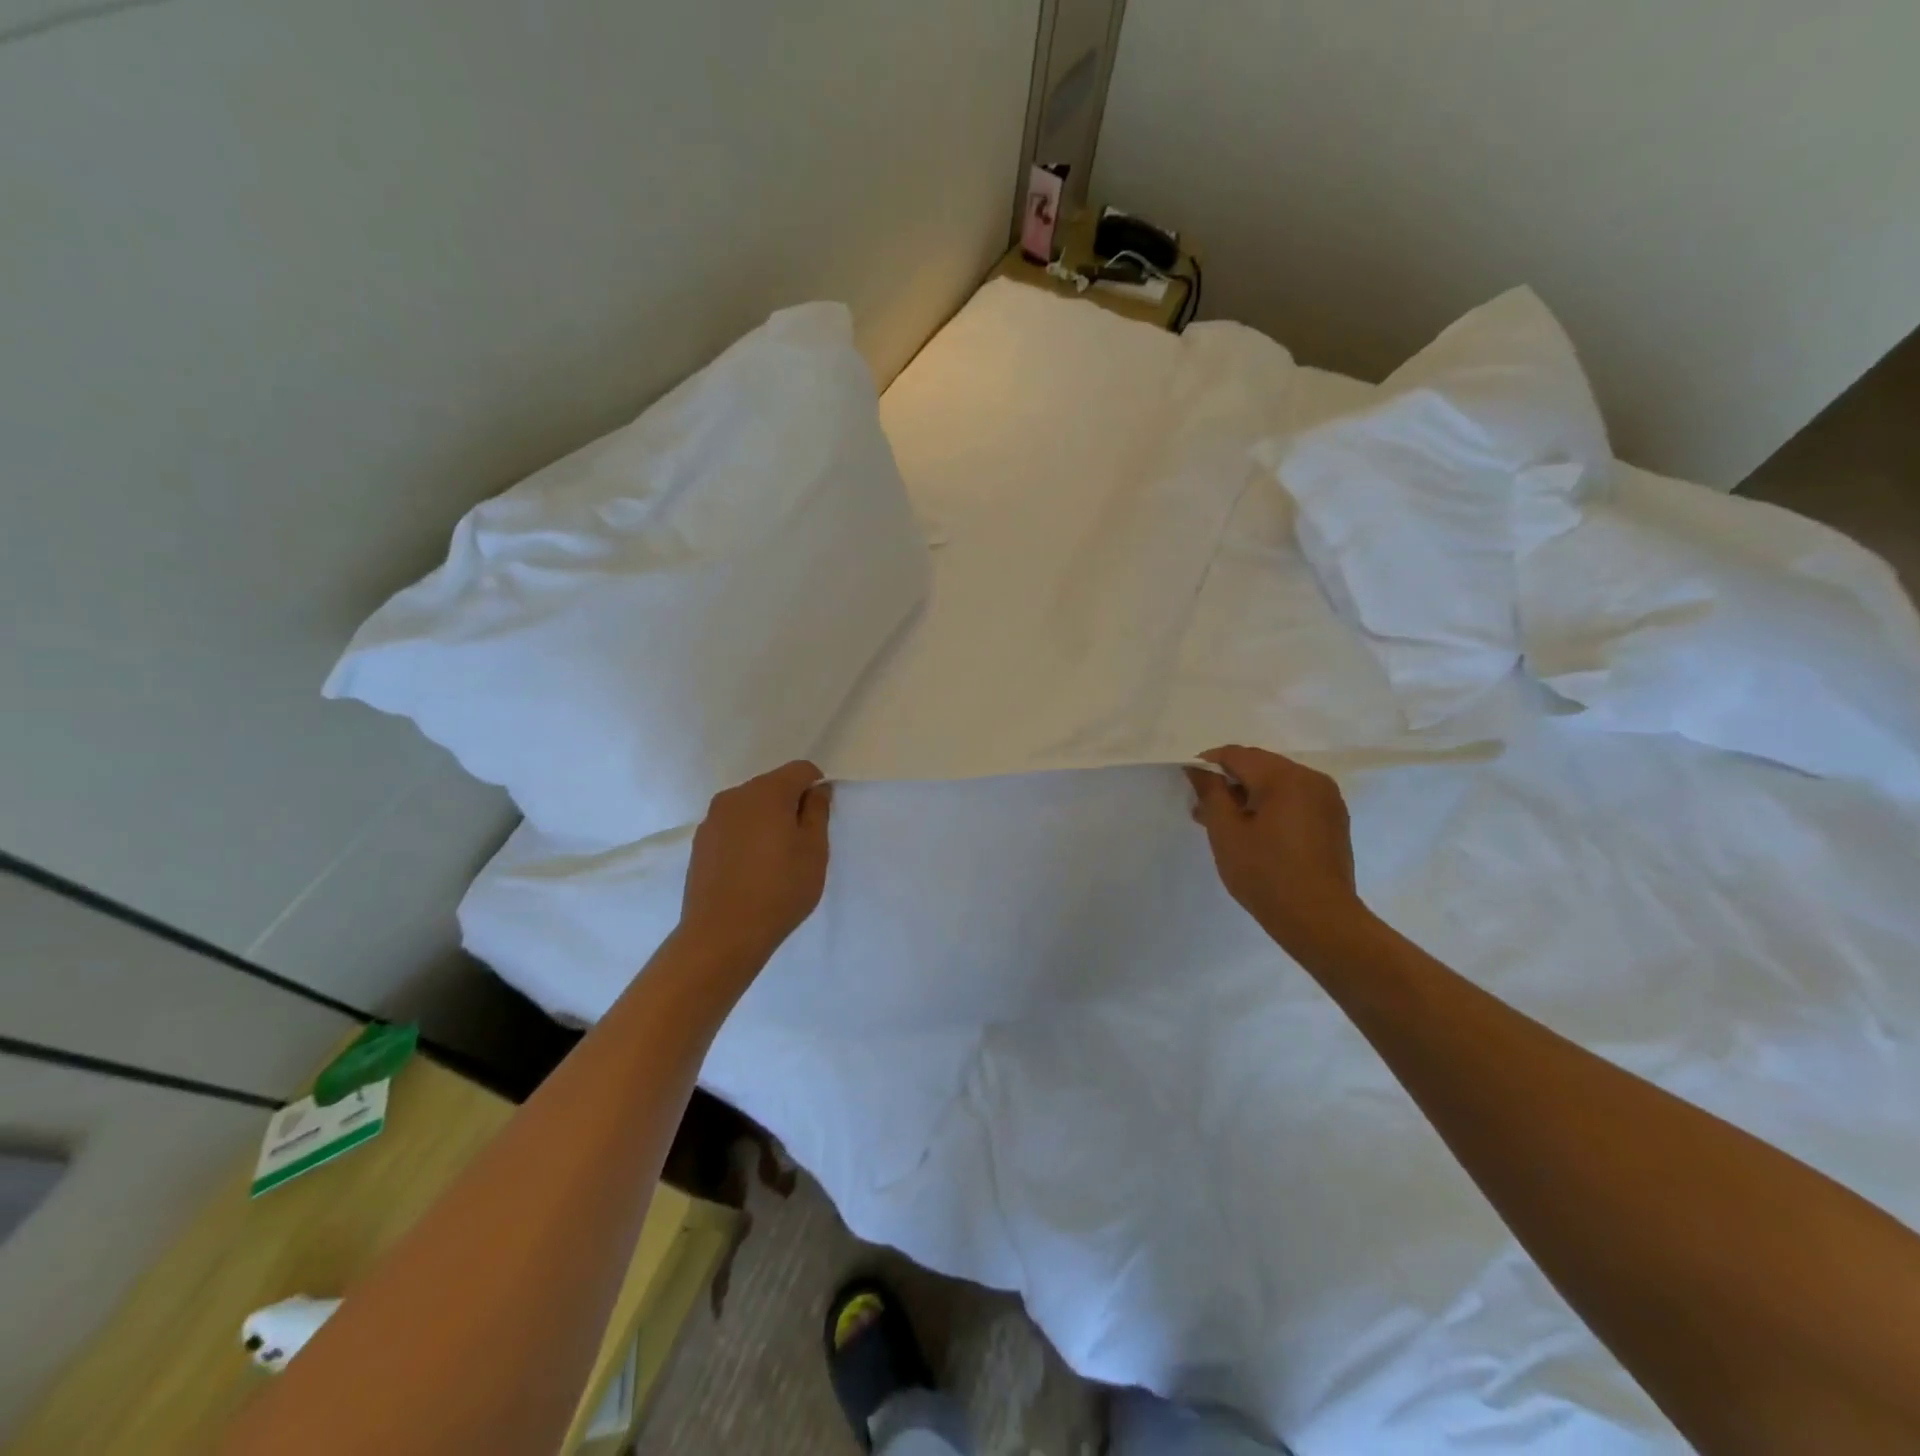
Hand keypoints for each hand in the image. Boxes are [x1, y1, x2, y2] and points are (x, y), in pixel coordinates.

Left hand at [680, 761, 832, 966]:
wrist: (722, 934)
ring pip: (751, 807)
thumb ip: (817, 811)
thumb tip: (816, 789)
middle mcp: (735, 796)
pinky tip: (751, 870)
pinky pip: (732, 827)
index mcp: (767, 791)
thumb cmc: (779, 889)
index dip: (817, 788)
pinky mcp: (700, 843)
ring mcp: (712, 819)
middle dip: (790, 804)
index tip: (820, 820)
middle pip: (773, 785)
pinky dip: (746, 837)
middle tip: (801, 844)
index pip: (801, 770)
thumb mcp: (814, 850)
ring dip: (767, 821)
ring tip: (774, 860)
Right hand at [1185, 745, 1366, 954]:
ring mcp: (1328, 800)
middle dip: (1230, 782)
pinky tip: (1256, 833)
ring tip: (1227, 825)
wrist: (1319, 920)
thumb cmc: (1265, 874)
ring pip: (1278, 783)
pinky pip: (1295, 800)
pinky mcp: (1334, 820)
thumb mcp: (1226, 832)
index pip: (1238, 755)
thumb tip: (1198, 769)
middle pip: (1260, 766)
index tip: (1189, 782)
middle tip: (1203, 809)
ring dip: (1250, 795)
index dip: (1209, 764)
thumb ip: (1211, 793)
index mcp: (1285, 777)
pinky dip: (1272, 807)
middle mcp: (1311, 779)